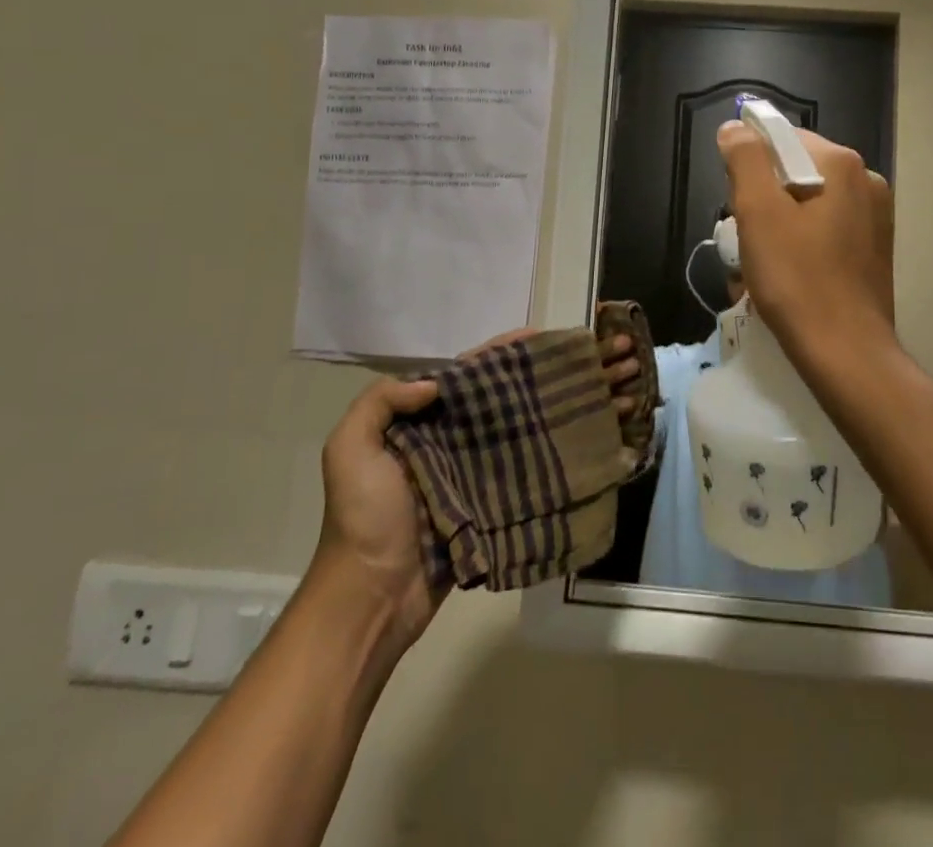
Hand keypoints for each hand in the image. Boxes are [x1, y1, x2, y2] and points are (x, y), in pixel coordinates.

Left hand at [312, 326, 642, 649]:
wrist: (373, 596)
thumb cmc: (364, 517)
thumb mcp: (350, 449)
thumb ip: (381, 402)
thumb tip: (436, 384)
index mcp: (418, 422)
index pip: (463, 376)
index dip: (498, 353)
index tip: (537, 336)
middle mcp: (447, 440)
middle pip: (494, 398)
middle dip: (528, 377)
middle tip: (572, 362)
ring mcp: (470, 472)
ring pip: (511, 430)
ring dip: (542, 411)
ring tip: (582, 391)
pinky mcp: (489, 503)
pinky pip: (519, 469)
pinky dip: (544, 452)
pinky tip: (574, 438)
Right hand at [717, 120, 895, 370]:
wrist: (846, 354)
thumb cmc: (797, 280)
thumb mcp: (758, 213)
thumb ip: (745, 160)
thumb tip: (736, 127)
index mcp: (842, 164)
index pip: (781, 138)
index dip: (749, 166)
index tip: (736, 204)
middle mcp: (866, 181)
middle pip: (795, 171)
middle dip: (764, 200)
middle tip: (746, 240)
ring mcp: (875, 216)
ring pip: (808, 203)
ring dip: (778, 225)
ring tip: (761, 264)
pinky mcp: (873, 248)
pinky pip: (825, 229)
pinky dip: (801, 243)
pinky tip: (787, 275)